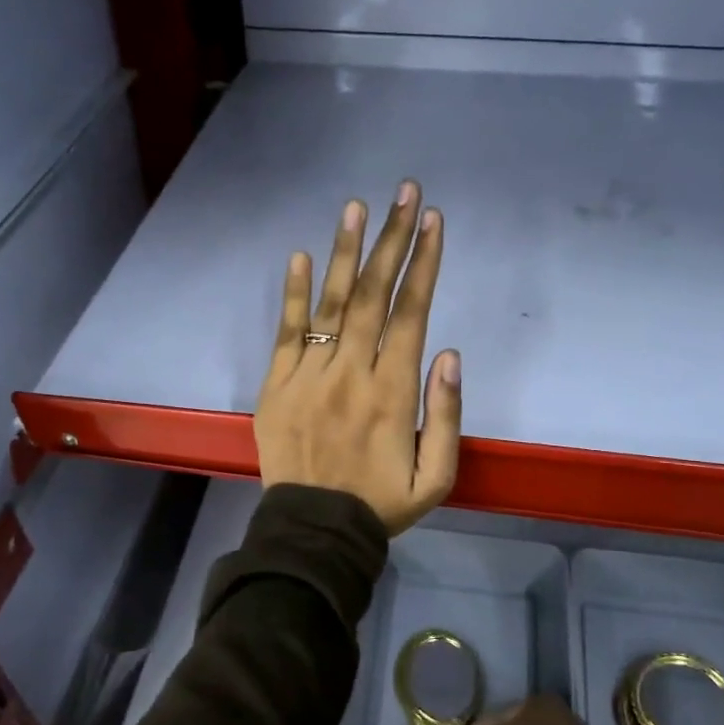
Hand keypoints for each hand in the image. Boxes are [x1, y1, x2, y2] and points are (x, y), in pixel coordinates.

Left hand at [256, 179, 460, 536]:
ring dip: (346, 253)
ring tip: (357, 207)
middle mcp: (351, 373)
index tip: (433, 221)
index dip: (424, 264)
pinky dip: (293, 295)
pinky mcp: (275, 386)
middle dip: (393, 240)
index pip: (411, 314)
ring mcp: (308, 376)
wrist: (314, 531)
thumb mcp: (437, 477)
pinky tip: (300, 256)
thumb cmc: (381, 504)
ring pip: (331, 304)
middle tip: (405, 193)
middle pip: (374, 296)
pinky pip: (286, 333)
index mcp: (393, 393)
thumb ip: (447, 416)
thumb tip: (449, 353)